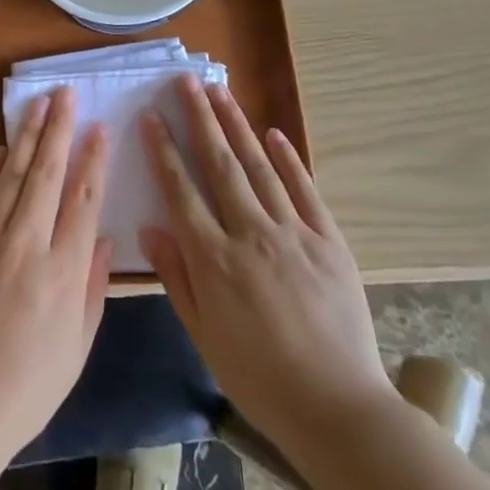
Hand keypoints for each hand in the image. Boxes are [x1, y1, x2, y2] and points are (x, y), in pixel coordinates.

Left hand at [0, 87, 113, 466]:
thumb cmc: (28, 387)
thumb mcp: (78, 347)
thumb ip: (93, 288)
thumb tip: (103, 239)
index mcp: (64, 272)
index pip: (84, 199)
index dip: (93, 160)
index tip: (100, 128)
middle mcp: (27, 244)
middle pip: (46, 174)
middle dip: (59, 129)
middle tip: (66, 94)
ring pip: (11, 175)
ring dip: (26, 136)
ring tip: (38, 104)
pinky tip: (2, 149)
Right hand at [140, 76, 394, 453]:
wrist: (338, 407)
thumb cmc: (259, 377)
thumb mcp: (203, 335)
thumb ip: (177, 277)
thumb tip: (151, 227)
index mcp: (214, 258)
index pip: (181, 190)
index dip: (163, 150)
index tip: (151, 117)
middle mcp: (250, 233)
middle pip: (219, 164)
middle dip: (199, 118)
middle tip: (184, 81)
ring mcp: (294, 232)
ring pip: (259, 167)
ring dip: (237, 125)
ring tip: (219, 91)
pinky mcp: (329, 240)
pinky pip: (305, 190)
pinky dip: (287, 159)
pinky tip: (272, 134)